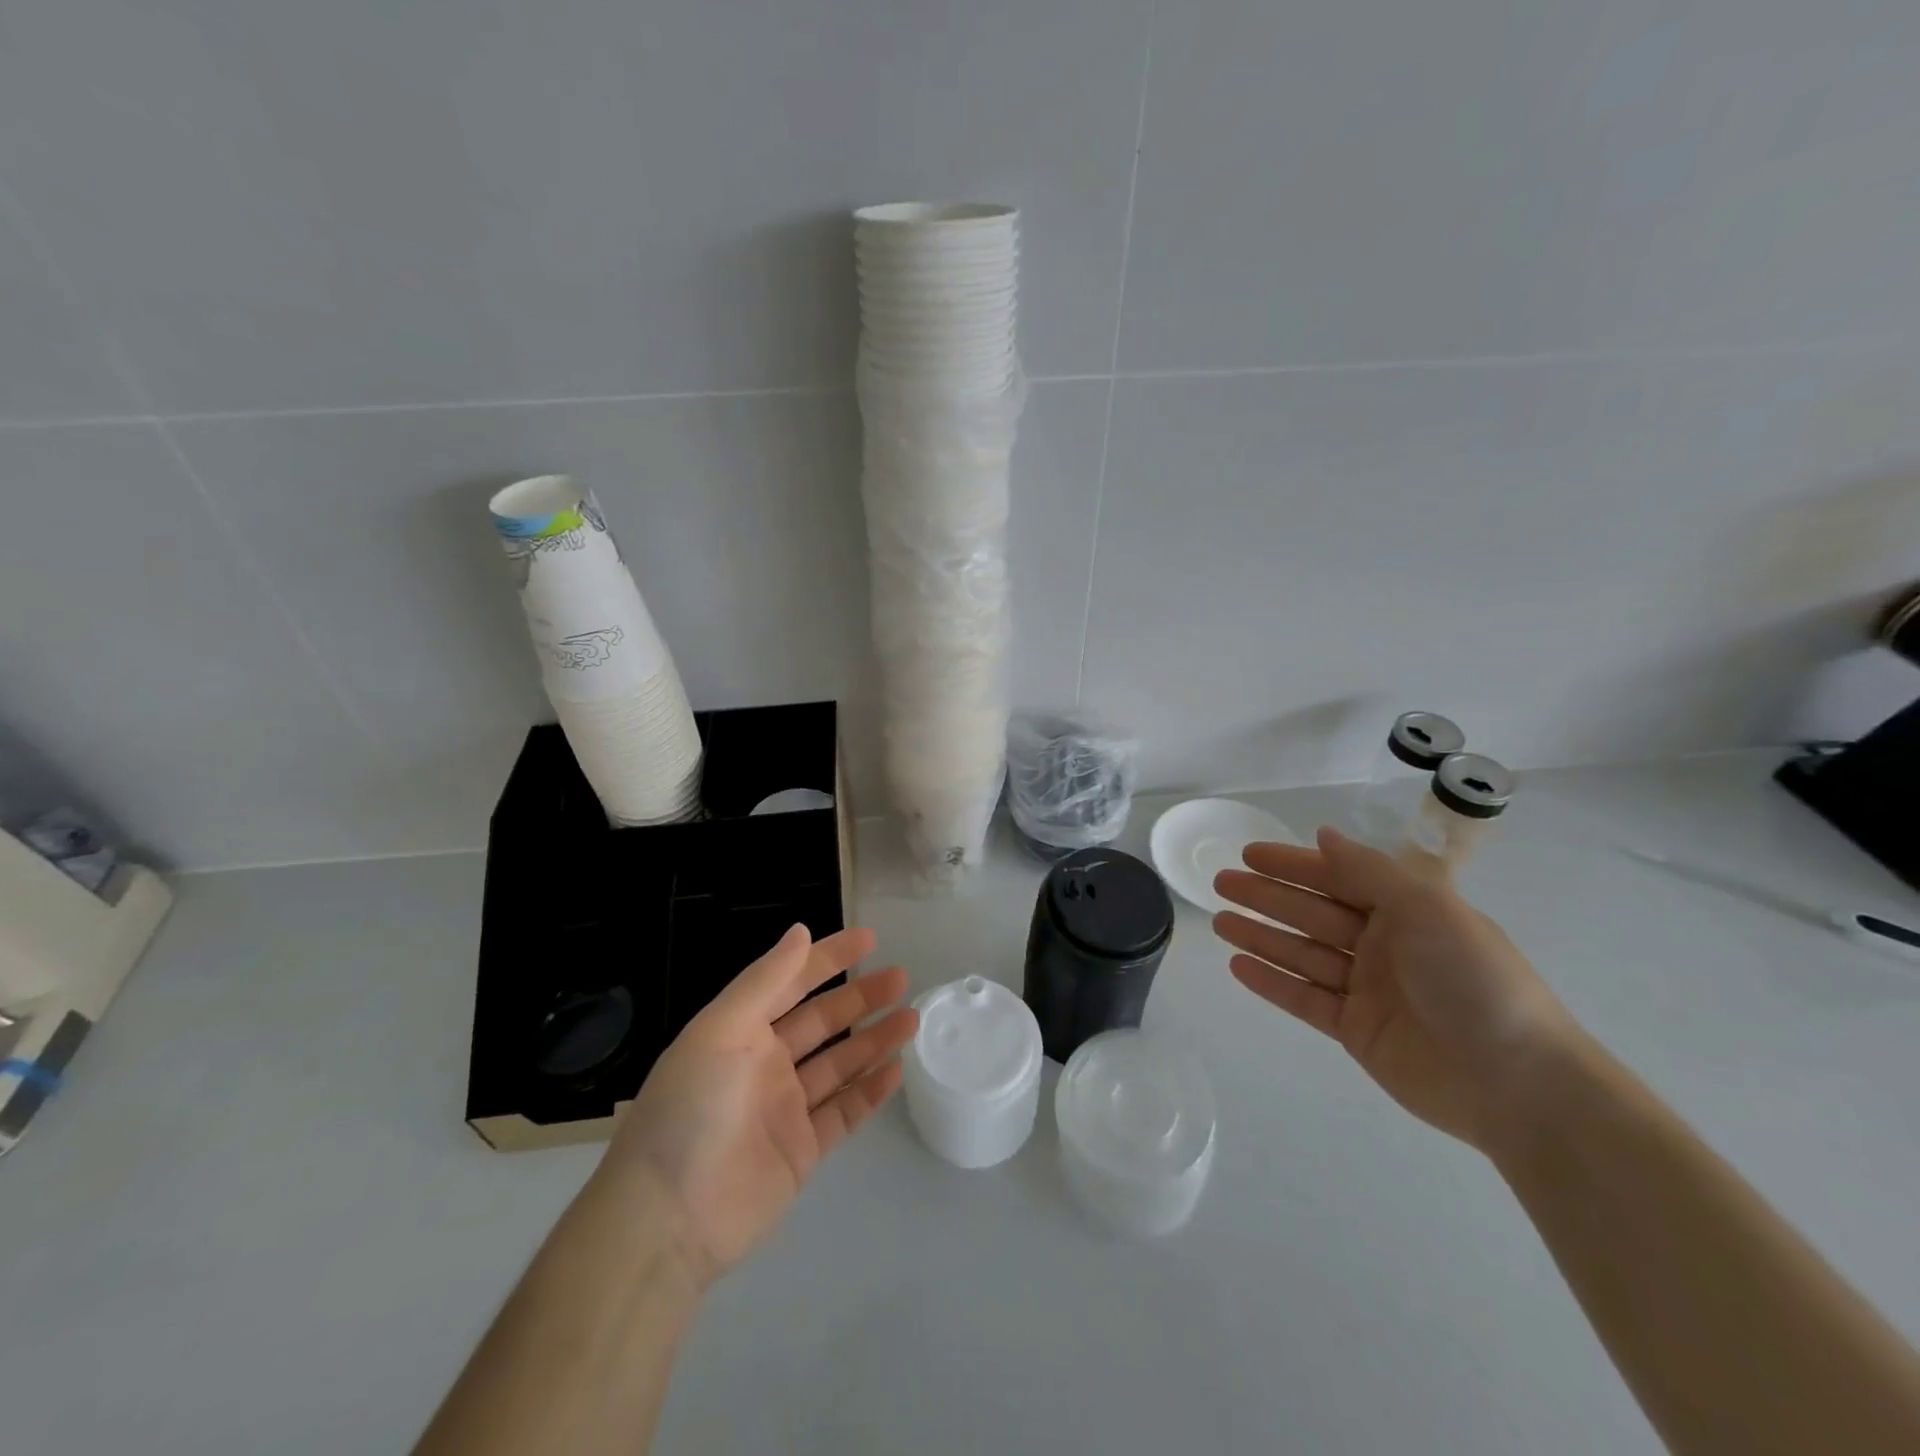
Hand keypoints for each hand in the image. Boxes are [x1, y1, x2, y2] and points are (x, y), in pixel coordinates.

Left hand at [601, 924, 916, 1286]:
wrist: (668, 1220)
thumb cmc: (691, 1110)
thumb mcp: (721, 1031)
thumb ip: (765, 981)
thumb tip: (800, 931)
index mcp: (740, 1032)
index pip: (792, 982)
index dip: (829, 958)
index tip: (870, 939)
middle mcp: (764, 1065)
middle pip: (823, 1021)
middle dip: (861, 997)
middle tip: (901, 978)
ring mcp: (785, 1110)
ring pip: (840, 1064)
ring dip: (874, 1040)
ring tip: (912, 1018)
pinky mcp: (801, 1152)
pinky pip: (843, 1113)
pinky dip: (870, 1092)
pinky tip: (896, 1071)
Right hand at [1213, 827, 1577, 1152]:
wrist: (1518, 1083)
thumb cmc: (1474, 980)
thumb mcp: (1427, 908)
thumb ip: (1370, 871)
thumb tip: (1323, 834)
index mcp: (1406, 912)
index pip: (1337, 878)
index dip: (1293, 864)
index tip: (1249, 855)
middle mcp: (1383, 945)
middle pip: (1312, 913)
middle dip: (1266, 896)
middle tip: (1220, 883)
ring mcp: (1367, 990)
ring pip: (1302, 954)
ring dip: (1261, 936)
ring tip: (1219, 922)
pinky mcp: (1356, 1030)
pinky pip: (1304, 998)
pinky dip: (1271, 982)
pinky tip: (1238, 966)